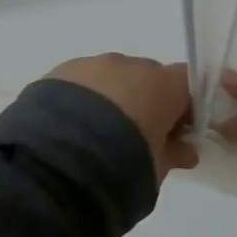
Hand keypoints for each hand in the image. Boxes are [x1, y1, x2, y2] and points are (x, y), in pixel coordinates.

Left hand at [45, 54, 197, 182]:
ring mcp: (91, 66)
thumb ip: (173, 154)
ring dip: (112, 101)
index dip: (184, 107)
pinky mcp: (57, 73)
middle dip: (146, 103)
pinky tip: (70, 131)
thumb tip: (184, 151)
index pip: (187, 83)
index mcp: (162, 85)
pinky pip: (81, 84)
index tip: (177, 133)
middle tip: (136, 139)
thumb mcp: (156, 170)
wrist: (50, 167)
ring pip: (112, 78)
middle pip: (148, 78)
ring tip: (95, 138)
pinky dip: (82, 102)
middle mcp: (130, 66)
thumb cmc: (119, 168)